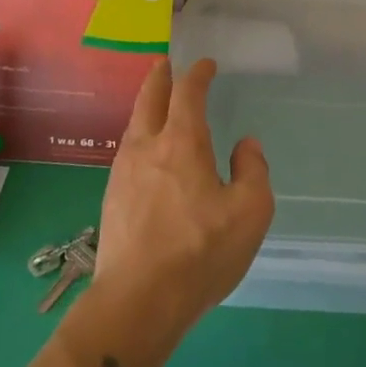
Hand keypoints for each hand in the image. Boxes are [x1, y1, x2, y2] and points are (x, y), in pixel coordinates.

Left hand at [91, 59, 273, 348]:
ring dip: (146, 106)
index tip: (206, 64)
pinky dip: (139, 136)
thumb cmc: (200, 252)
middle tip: (166, 64)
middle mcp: (148, 148)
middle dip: (160, 77)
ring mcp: (123, 173)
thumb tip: (246, 145)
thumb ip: (253, 171)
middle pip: (150, 99)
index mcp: (182, 143)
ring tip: (155, 103)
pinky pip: (127, 152)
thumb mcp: (250, 212)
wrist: (137, 302)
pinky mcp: (112, 199)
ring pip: (134, 125)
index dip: (197, 74)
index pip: (188, 93)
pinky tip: (146, 153)